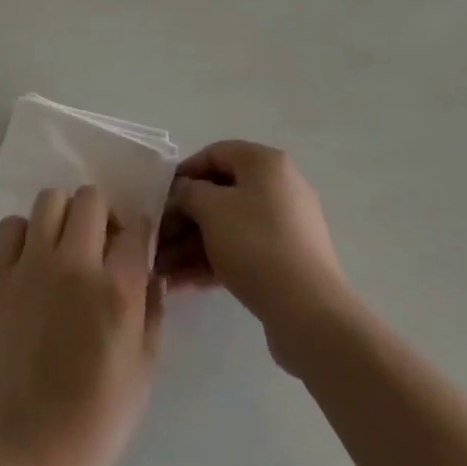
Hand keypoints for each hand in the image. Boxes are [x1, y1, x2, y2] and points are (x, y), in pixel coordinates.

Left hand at [0, 186, 162, 465]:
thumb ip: (152, 311)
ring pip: (50, 200)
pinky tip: (34, 258)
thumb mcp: (145, 368)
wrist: (34, 451)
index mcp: (116, 289)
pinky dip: (24, 232)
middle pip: (91, 198)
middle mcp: (75, 265)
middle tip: (102, 245)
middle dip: (103, 214)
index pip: (136, 227)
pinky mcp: (3, 280)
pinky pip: (11, 227)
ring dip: (64, 215)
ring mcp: (34, 268)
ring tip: (66, 245)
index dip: (140, 233)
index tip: (135, 248)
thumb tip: (150, 272)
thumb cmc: (99, 418)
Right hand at [157, 141, 353, 364]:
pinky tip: (183, 284)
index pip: (216, 153)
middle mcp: (279, 187)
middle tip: (157, 240)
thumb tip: (184, 192)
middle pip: (221, 193)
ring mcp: (285, 226)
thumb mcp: (211, 210)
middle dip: (185, 218)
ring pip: (229, 227)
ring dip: (193, 245)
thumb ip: (189, 192)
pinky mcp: (286, 261)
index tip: (161, 198)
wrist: (309, 312)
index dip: (184, 173)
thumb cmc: (255, 244)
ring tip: (162, 270)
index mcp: (265, 163)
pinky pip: (242, 251)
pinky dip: (214, 262)